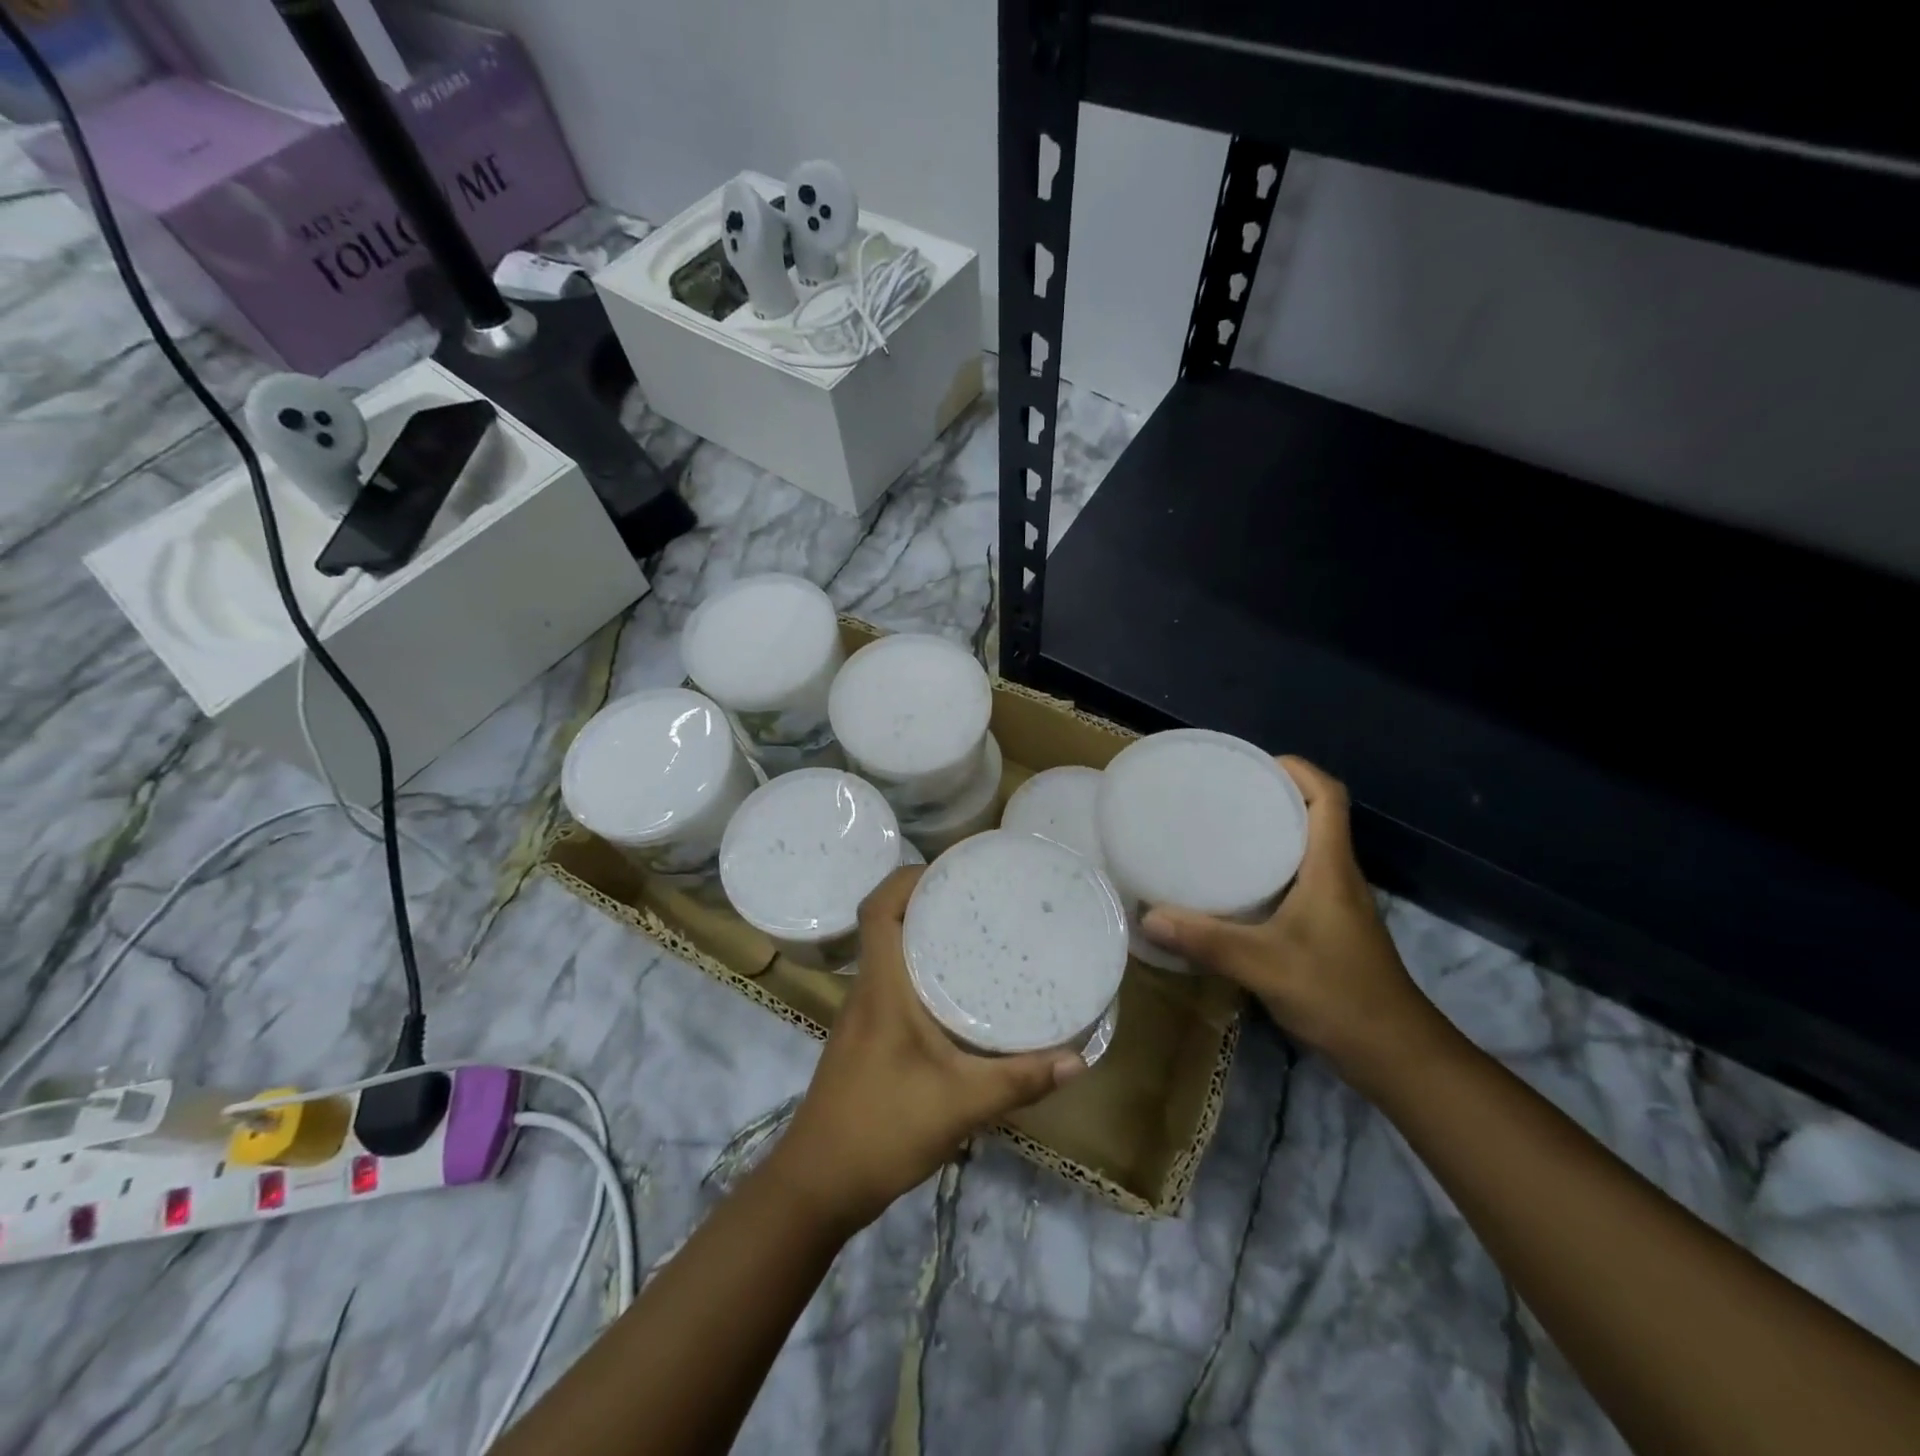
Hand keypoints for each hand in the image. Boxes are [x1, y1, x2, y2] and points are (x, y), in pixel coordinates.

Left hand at [771, 866, 1085, 1232]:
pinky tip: (958, 993)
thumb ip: (1018, 1081)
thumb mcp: (959, 1105)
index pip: (878, 908)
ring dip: (923, 934)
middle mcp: (868, 990)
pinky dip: (921, 970)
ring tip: (977, 932)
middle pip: (887, 922)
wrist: (817, 1185)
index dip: (909, 878)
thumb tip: (1077, 1060)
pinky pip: (894, 983)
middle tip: (980, 896)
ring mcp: (863, 1015)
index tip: (952, 870)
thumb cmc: (881, 1130)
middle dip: (928, 899)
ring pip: (890, 953)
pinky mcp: (867, 1038)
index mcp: (881, 987)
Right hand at [1141, 756, 1442, 1085]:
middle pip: (1312, 816)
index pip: (1328, 797)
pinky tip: (1231, 886)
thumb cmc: (1340, 995)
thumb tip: (1148, 916)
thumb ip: (1208, 941)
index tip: (1251, 763)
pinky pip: (1295, 880)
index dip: (1296, 769)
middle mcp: (1335, 876)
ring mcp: (1334, 904)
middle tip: (1218, 794)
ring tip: (1216, 830)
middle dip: (1270, 795)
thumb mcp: (1266, 965)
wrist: (1395, 1055)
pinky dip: (1265, 870)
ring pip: (1302, 849)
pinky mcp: (1326, 928)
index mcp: (1330, 868)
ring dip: (1267, 832)